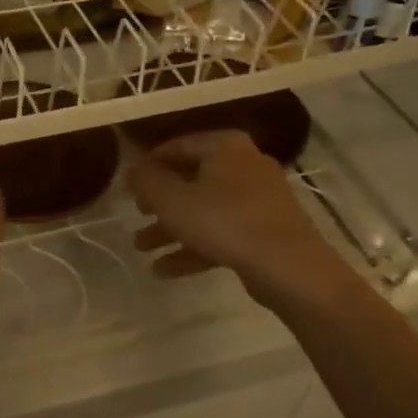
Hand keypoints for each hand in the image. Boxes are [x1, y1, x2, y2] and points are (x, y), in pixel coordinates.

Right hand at [126, 131, 331, 297]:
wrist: (288, 266)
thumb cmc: (224, 221)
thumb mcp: (172, 200)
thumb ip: (146, 181)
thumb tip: (130, 168)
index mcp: (224, 146)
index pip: (177, 146)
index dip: (149, 165)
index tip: (129, 185)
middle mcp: (244, 164)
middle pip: (191, 179)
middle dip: (159, 202)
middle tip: (136, 215)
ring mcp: (259, 198)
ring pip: (205, 209)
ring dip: (171, 228)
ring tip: (141, 248)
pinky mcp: (265, 229)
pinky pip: (222, 232)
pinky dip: (194, 246)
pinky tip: (164, 270)